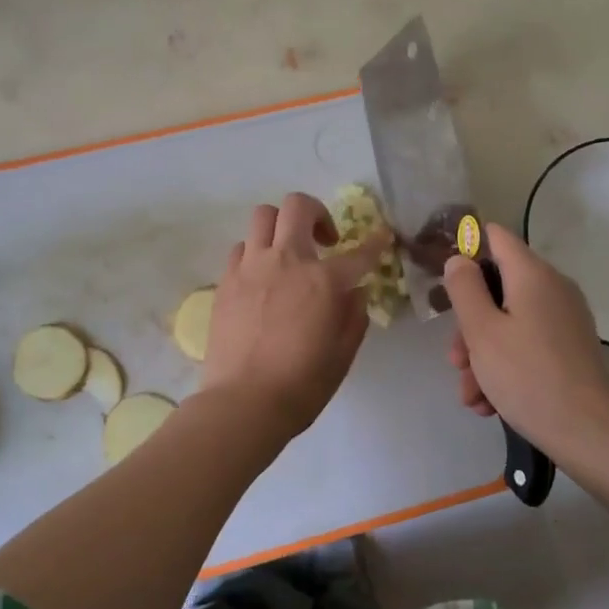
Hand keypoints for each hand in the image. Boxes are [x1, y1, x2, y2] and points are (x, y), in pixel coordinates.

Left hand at [201, 194, 390, 437]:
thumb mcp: (342, 355)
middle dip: (317, 213)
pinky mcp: (226, 280)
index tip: (382, 236)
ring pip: (263, 216)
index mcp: (323, 281)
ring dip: (281, 226)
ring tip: (288, 253)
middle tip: (325, 240)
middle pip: (297, 206)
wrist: (243, 402)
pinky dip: (256, 252)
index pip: (359, 252)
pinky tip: (261, 277)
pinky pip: (241, 247)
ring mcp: (251, 267)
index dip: (375, 242)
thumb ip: (354, 316)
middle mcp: (286, 261)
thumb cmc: (301, 385)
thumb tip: (356, 292)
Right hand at [442, 225, 608, 452]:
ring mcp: (564, 320)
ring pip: (509, 322)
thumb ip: (464, 288)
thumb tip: (460, 259)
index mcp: (533, 275)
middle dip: (470, 324)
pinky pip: (527, 344)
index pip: (496, 237)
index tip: (444, 280)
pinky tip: (490, 403)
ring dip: (482, 355)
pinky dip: (505, 366)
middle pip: (498, 288)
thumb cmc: (526, 375)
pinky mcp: (569, 348)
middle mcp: (553, 289)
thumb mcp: (481, 330)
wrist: (586, 432)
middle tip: (455, 360)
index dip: (467, 249)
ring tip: (471, 396)